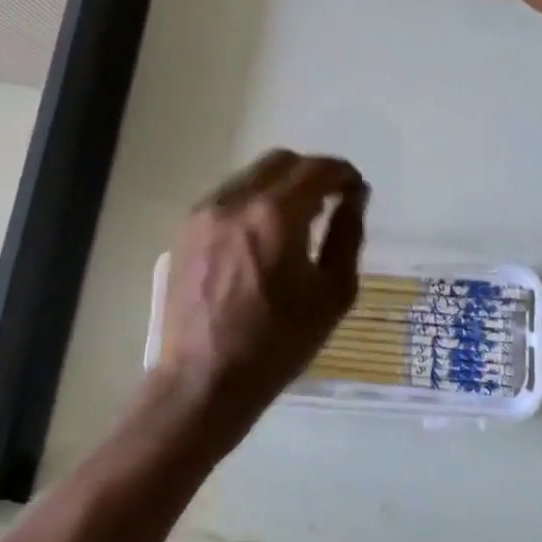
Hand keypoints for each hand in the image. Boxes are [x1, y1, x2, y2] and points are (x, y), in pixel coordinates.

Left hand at [158, 150, 366, 448]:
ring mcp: (205, 212)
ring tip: (296, 220)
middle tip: (329, 201)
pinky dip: (253, 202)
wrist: (204, 380)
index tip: (355, 190)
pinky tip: (262, 235)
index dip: (343, 173)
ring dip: (281, 186)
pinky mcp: (186, 229)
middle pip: (281, 161)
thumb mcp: (332, 293)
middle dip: (311, 173)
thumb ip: (347, 234)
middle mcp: (236, 201)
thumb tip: (355, 197)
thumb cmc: (278, 343)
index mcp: (275, 215)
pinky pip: (228, 197)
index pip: (317, 169)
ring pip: (252, 176)